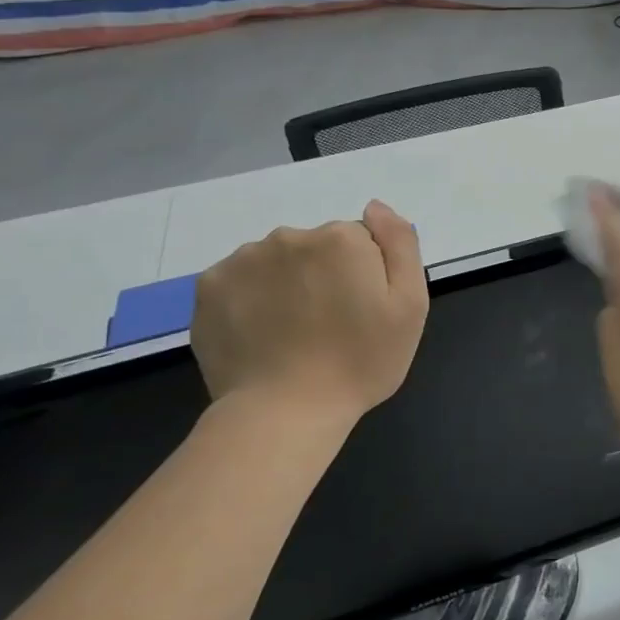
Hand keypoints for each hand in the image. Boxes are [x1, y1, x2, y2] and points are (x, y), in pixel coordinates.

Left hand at [192, 200, 428, 425]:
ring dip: (287, 285)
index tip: (363, 313)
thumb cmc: (361, 362)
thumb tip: (375, 206)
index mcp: (341, 239)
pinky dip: (252, 299)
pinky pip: (241, 280)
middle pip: (317, 248)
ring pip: (277, 262)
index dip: (366, 276)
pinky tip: (262, 333)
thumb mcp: (410, 306)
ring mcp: (243, 260)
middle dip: (325, 276)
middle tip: (331, 326)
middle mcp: (290, 236)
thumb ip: (401, 244)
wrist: (284, 412)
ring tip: (293, 334)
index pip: (361, 242)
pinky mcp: (208, 287)